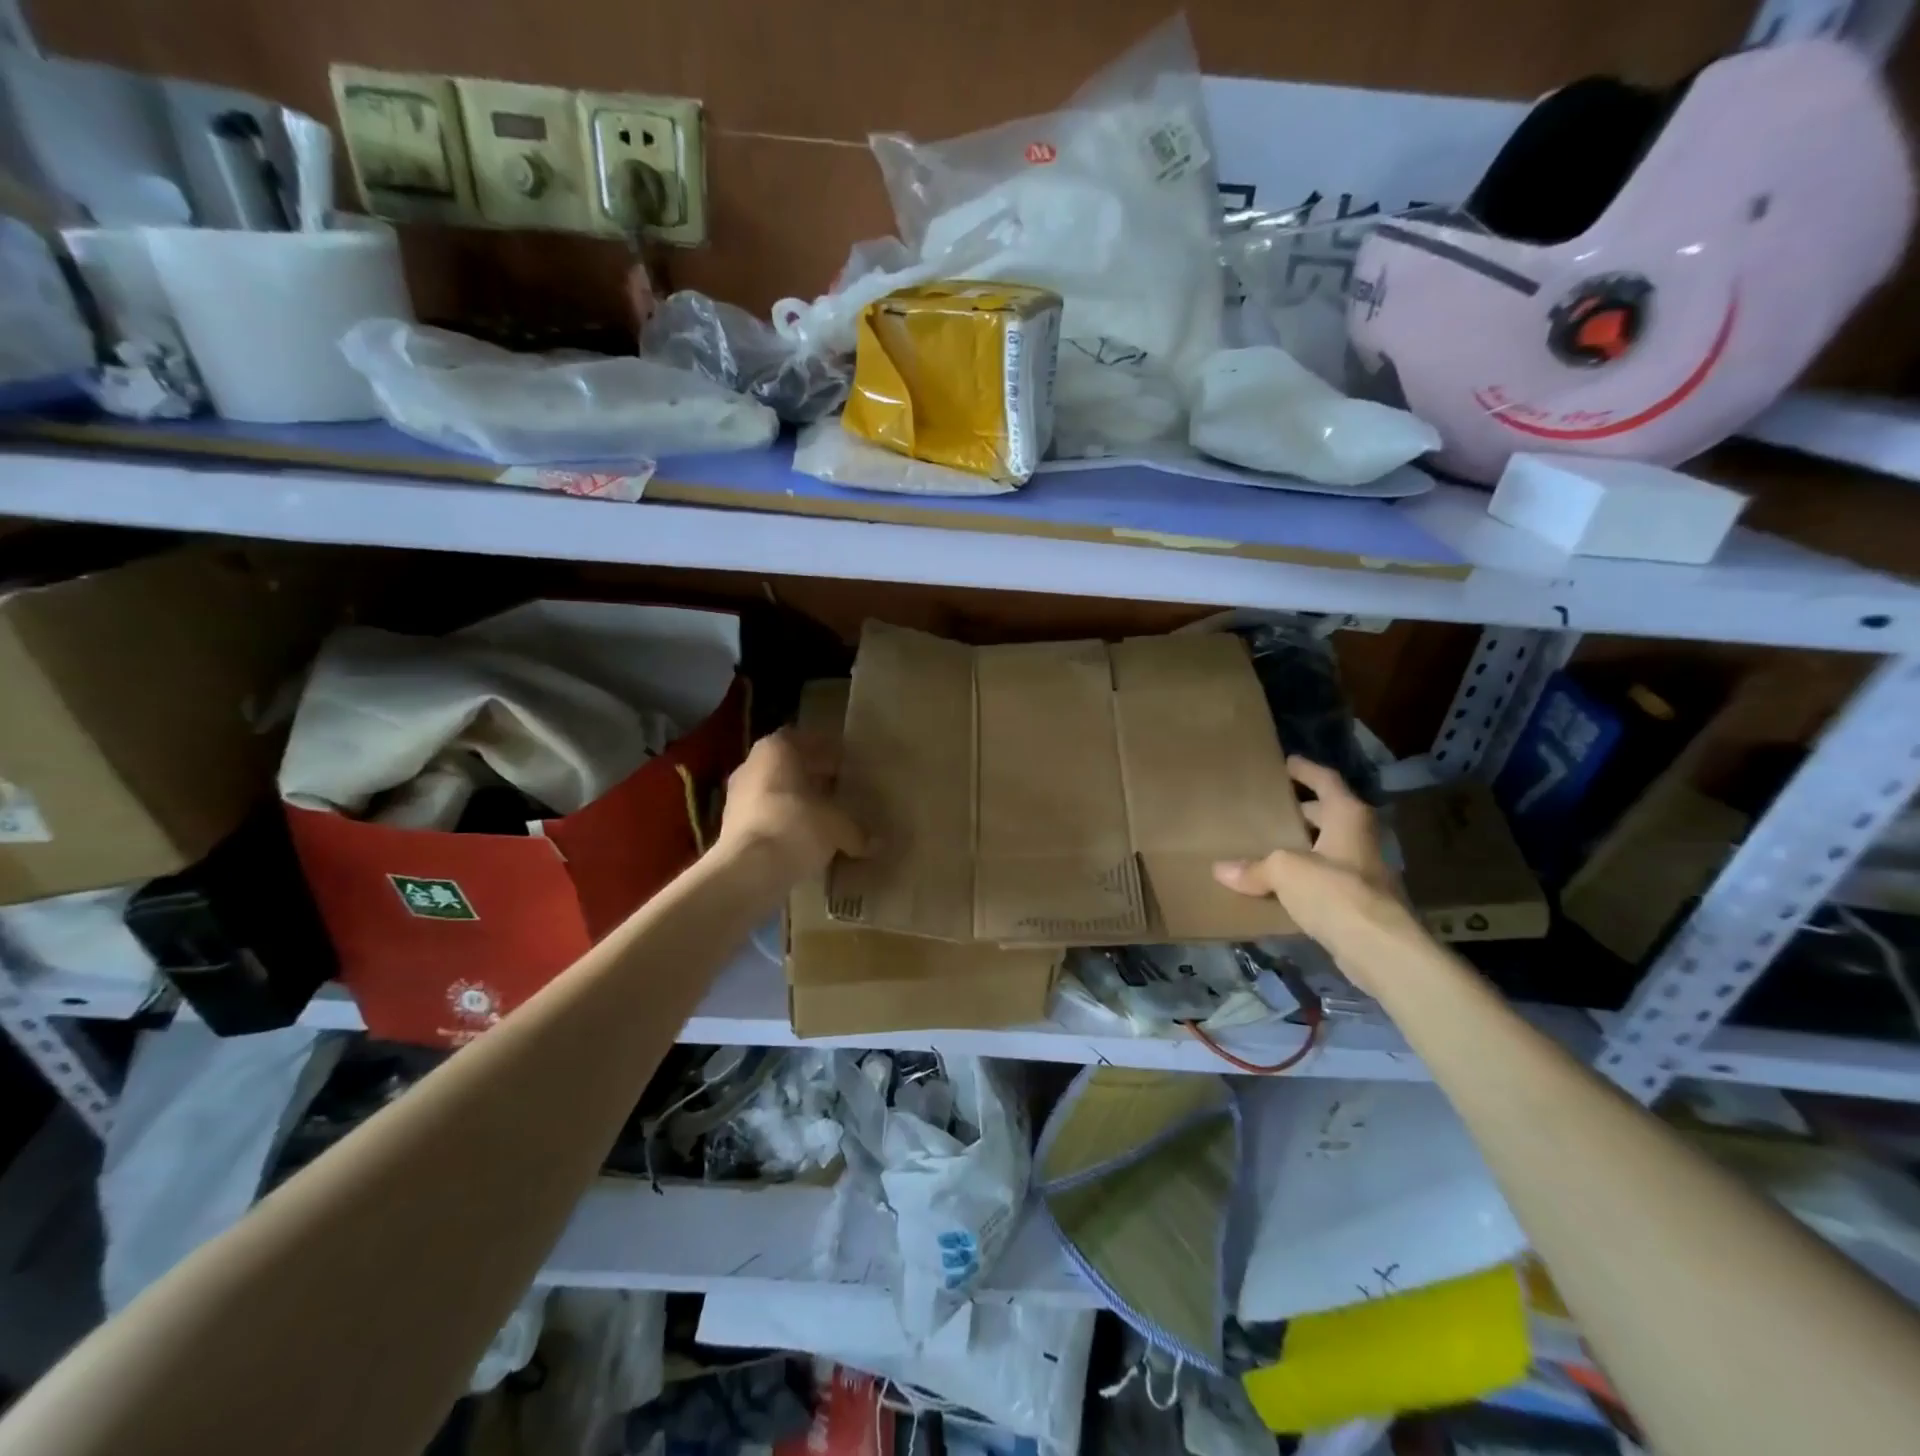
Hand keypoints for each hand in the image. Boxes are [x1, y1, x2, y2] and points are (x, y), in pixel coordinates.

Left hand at [713, 728, 867, 888]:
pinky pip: (765, 815)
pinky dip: (784, 821)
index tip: (846, 764)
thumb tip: (877, 843)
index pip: (805, 739)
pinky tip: (804, 837)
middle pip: (788, 765)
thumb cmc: (796, 826)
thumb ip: (857, 831)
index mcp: (777, 749)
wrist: (748, 871)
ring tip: (825, 815)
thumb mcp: (838, 827)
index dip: (827, 751)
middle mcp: (752, 765)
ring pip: (775, 790)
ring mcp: (736, 796)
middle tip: (840, 788)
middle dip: (813, 776)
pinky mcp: (730, 826)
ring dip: (797, 800)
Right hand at [1212, 758, 1423, 993]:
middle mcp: (1361, 838)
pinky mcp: (1360, 903)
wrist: (1380, 949)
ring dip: (1302, 847)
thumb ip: (1255, 868)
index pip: (1326, 781)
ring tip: (1267, 845)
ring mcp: (1364, 872)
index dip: (1306, 770)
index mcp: (1348, 816)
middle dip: (1300, 812)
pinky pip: (1326, 880)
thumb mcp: (1285, 871)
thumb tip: (1221, 870)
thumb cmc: (1335, 891)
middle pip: (1328, 815)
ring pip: (1327, 849)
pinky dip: (1305, 878)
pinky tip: (1280, 886)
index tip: (1286, 762)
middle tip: (1268, 810)